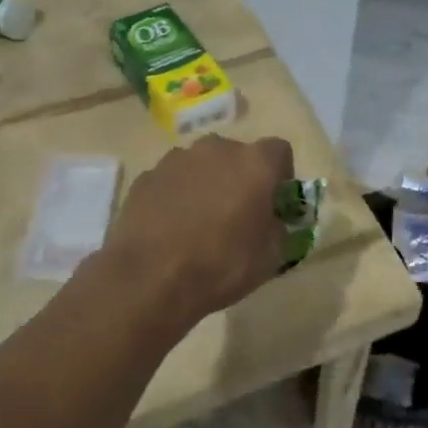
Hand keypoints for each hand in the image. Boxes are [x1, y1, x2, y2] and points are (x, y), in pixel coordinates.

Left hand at [99, 134, 293, 327]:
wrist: (150, 278)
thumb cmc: (220, 266)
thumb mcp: (270, 257)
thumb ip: (278, 228)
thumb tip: (271, 221)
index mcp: (254, 164)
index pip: (279, 151)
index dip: (281, 175)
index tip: (275, 202)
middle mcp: (216, 149)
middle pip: (237, 155)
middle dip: (241, 178)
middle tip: (238, 213)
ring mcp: (176, 159)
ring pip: (202, 165)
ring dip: (207, 183)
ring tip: (200, 221)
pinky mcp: (147, 176)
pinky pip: (173, 180)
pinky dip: (177, 195)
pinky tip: (171, 226)